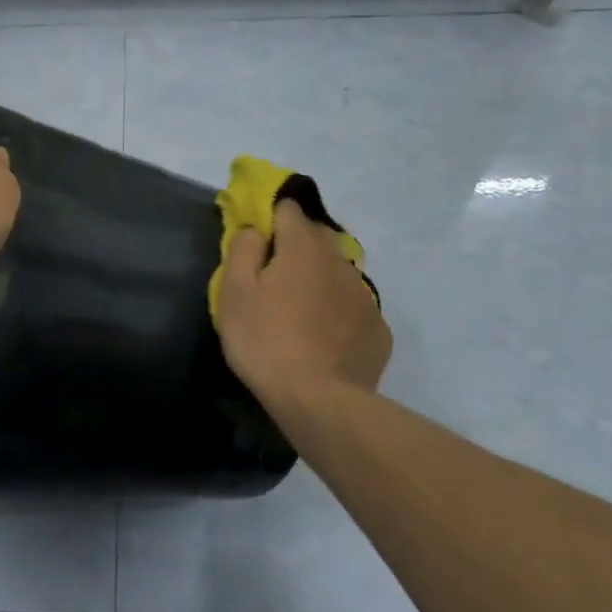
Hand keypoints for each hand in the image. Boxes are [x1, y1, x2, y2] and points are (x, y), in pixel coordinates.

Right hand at [216, 199, 391, 422]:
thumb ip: (243, 249)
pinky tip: (322, 337)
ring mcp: (364, 296)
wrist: (319, 402)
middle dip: (295, 246)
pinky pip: (352, 306)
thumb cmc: (266, 341)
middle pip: (316, 237)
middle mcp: (340, 261)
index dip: (269, 216)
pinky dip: (336, 311)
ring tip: (298, 310)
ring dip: (318, 278)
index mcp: (303, 247)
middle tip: (272, 276)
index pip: (288, 208)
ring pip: (337, 271)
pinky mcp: (377, 329)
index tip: (255, 239)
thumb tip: (256, 230)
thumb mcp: (234, 292)